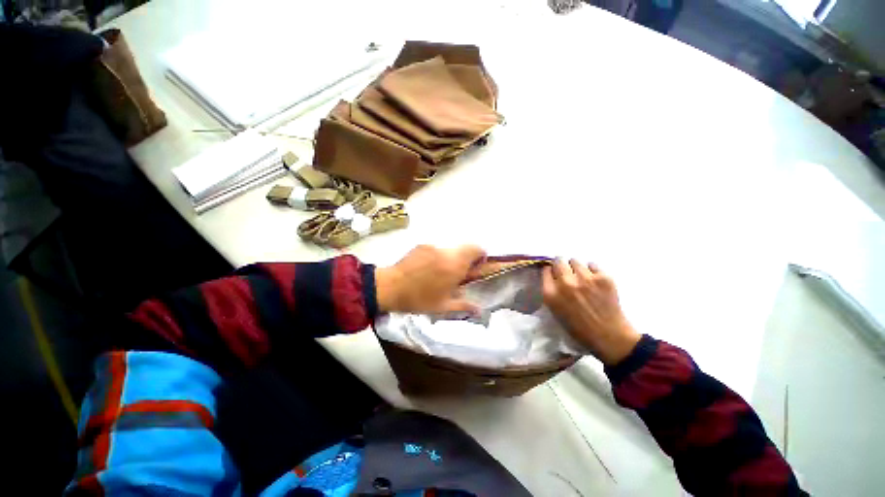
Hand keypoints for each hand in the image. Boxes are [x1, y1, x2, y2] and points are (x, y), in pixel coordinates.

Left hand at [375, 244, 486, 314]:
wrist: (390, 288)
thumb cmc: (418, 299)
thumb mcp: (443, 306)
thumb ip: (464, 305)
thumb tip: (480, 310)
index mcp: (454, 265)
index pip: (476, 249)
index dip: (480, 256)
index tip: (475, 268)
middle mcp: (446, 252)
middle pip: (464, 248)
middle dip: (465, 260)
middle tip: (457, 274)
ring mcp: (432, 246)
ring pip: (450, 249)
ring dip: (450, 259)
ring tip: (439, 274)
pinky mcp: (421, 245)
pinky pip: (436, 249)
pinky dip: (437, 257)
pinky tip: (426, 269)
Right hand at [542, 259, 640, 365]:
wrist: (609, 336)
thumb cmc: (578, 327)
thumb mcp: (555, 310)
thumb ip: (551, 291)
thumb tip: (552, 276)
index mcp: (551, 293)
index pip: (545, 270)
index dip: (550, 271)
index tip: (554, 273)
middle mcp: (565, 283)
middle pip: (558, 261)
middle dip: (561, 264)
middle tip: (567, 271)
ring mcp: (585, 279)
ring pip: (575, 260)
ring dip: (576, 267)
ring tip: (582, 276)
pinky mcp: (603, 277)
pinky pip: (592, 264)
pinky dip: (592, 270)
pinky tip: (594, 280)